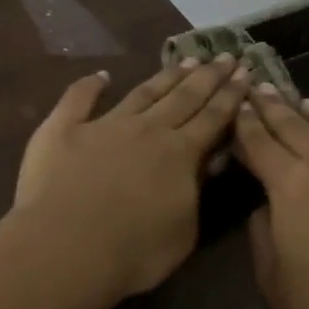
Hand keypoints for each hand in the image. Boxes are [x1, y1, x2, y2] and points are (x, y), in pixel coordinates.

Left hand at [11, 55, 249, 302]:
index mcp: (179, 153)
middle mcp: (146, 129)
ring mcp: (103, 124)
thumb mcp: (184, 232)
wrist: (65, 247)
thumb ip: (196, 193)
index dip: (231, 95)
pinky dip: (90, 84)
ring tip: (186, 59)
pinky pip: (78, 99)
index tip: (245, 71)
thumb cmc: (132, 253)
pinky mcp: (63, 129)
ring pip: (143, 92)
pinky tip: (101, 75)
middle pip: (184, 97)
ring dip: (166, 75)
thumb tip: (205, 163)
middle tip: (225, 55)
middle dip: (208, 76)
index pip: (213, 118)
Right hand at [232, 86, 308, 308]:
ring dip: (308, 115)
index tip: (231, 103)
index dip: (242, 122)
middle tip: (255, 85)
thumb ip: (263, 228)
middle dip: (272, 106)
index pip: (259, 141)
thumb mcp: (272, 275)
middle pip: (294, 126)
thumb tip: (269, 205)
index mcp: (291, 184)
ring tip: (295, 99)